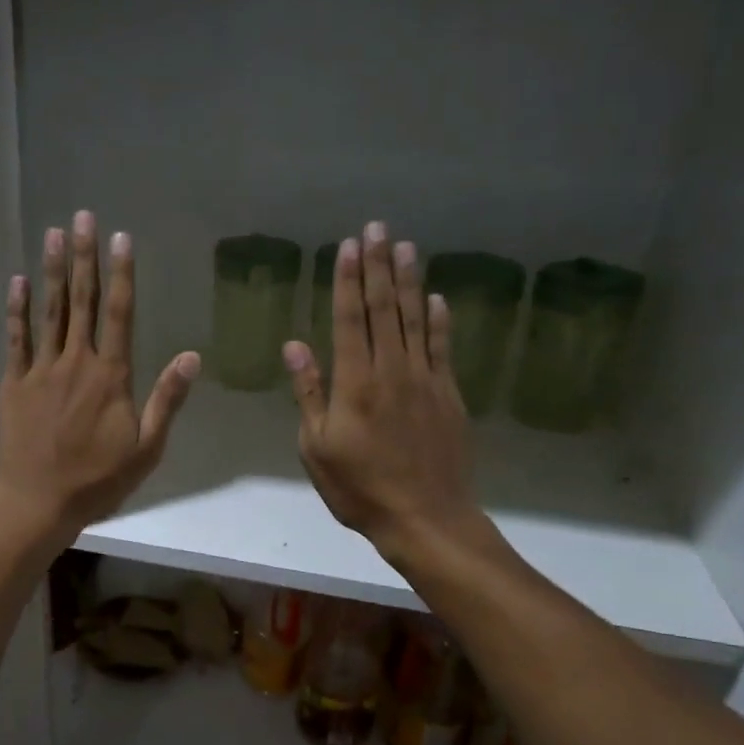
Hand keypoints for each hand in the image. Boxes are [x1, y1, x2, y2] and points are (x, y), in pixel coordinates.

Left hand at [0, 211, 200, 547]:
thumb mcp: (146, 448)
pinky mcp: (14, 384)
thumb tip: (192, 357)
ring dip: (54, 272)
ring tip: (54, 234)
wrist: (38, 501)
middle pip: (82, 302)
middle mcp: (76, 362)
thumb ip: (167, 399)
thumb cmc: (98, 479)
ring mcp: (41, 370)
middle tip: (83, 217)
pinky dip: (17, 310)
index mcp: (111, 376)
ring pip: (49, 312)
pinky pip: (16, 339)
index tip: (122, 238)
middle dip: (85, 257)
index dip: (121, 274)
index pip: (119, 314)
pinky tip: (18, 281)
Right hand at [284, 221, 489, 566]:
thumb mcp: (317, 447)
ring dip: (409, 281)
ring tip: (405, 246)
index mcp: (354, 382)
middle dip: (378, 266)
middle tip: (377, 227)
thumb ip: (309, 393)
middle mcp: (391, 370)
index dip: (348, 280)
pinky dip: (439, 320)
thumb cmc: (359, 488)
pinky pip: (443, 348)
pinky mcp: (449, 395)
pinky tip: (436, 298)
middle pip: (384, 308)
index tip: (348, 246)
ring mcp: (425, 380)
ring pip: (416, 320)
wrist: (425, 517)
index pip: (350, 319)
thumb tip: (295, 346)